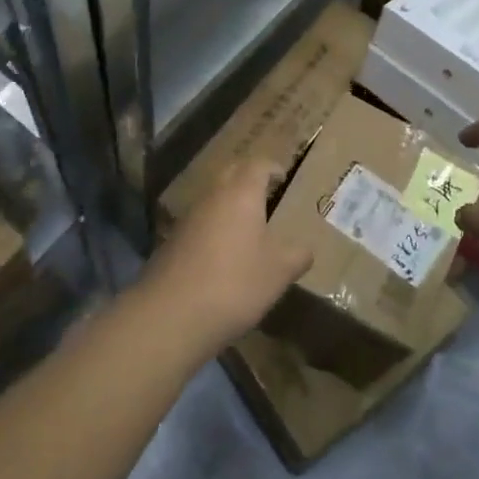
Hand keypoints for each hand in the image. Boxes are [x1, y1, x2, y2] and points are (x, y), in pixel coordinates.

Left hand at [137, 160, 312, 352]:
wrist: (171, 314)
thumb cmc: (234, 283)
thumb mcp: (278, 272)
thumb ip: (297, 256)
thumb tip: (307, 249)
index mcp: (241, 193)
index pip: (258, 164)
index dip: (273, 167)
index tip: (284, 176)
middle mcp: (213, 196)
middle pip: (231, 173)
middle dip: (248, 178)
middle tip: (267, 193)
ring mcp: (188, 217)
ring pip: (213, 197)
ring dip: (229, 203)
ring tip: (248, 225)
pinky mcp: (172, 241)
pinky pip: (200, 222)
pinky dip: (214, 227)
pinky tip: (223, 253)